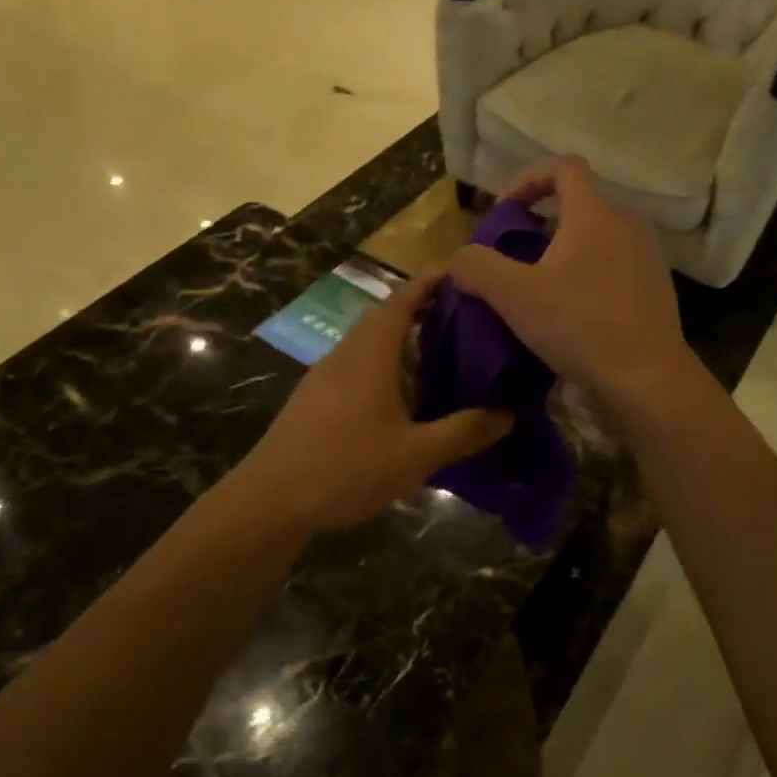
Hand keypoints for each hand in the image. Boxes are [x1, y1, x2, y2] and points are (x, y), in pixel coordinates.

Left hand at [232, 275, 512, 532]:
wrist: (270, 501)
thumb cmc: (347, 467)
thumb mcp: (416, 454)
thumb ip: (463, 432)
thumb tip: (507, 414)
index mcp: (370, 354)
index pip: (402, 300)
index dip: (430, 283)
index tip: (460, 275)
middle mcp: (344, 354)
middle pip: (383, 317)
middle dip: (419, 309)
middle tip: (459, 317)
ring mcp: (322, 376)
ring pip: (365, 342)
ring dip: (398, 337)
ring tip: (434, 352)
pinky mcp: (311, 400)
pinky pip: (353, 365)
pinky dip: (380, 363)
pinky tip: (396, 394)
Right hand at [447, 158, 692, 408]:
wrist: (647, 377)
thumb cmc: (580, 325)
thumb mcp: (514, 296)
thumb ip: (477, 267)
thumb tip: (460, 260)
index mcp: (595, 213)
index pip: (562, 166)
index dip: (527, 178)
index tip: (505, 211)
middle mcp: (627, 223)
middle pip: (579, 203)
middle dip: (541, 223)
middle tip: (514, 256)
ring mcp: (647, 256)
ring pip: (597, 237)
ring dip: (563, 252)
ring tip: (539, 288)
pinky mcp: (655, 287)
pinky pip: (614, 265)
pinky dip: (587, 274)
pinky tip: (571, 312)